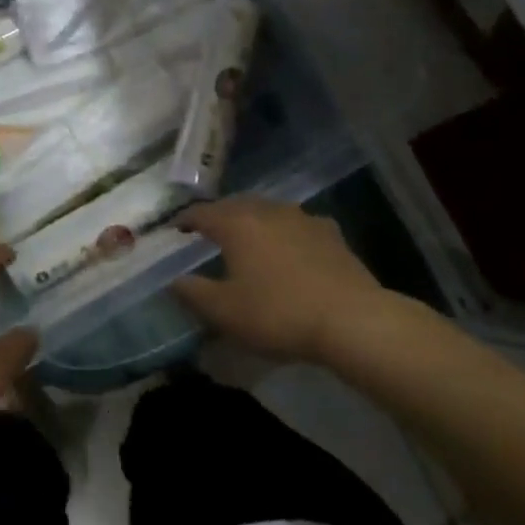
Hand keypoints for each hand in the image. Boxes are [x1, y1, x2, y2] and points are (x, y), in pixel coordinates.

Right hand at [172, 197, 386, 362]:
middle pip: (234, 205)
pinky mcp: (330, 232)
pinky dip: (285, 231)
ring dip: (253, 220)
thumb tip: (173, 280)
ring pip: (268, 210)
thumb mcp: (225, 312)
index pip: (201, 212)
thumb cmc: (279, 313)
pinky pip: (298, 224)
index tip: (175, 228)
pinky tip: (290, 247)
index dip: (185, 220)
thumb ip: (193, 293)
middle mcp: (267, 210)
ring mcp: (302, 218)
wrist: (352, 320)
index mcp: (236, 224)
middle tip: (208, 232)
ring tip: (247, 237)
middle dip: (219, 216)